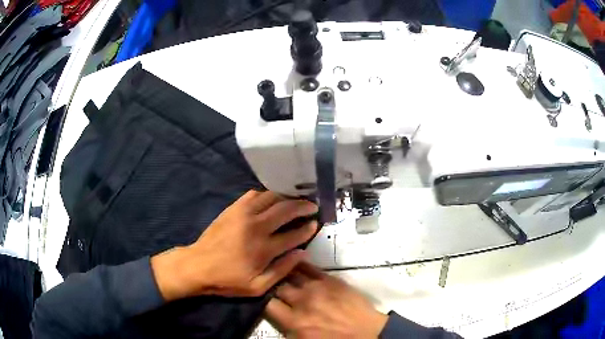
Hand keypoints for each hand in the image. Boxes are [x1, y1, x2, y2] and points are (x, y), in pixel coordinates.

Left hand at [151, 190, 317, 300]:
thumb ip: (282, 270)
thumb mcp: (257, 287)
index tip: (315, 223)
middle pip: (286, 210)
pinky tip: (272, 198)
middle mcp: (257, 227)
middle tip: (312, 205)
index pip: (294, 234)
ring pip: (272, 198)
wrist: (198, 265)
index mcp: (264, 249)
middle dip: (303, 206)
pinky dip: (267, 194)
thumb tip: (301, 254)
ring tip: (296, 199)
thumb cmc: (228, 279)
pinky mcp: (233, 208)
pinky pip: (254, 194)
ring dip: (287, 197)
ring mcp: (244, 214)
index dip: (308, 228)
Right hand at [266, 262, 387, 338]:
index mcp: (295, 322)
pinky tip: (293, 261)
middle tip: (273, 287)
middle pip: (277, 287)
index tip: (266, 300)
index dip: (263, 301)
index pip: (267, 305)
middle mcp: (302, 302)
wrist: (366, 332)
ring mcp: (317, 288)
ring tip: (279, 271)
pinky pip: (309, 267)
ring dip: (283, 274)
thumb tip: (278, 316)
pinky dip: (298, 264)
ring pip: (290, 274)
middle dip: (273, 287)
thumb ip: (288, 329)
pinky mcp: (330, 279)